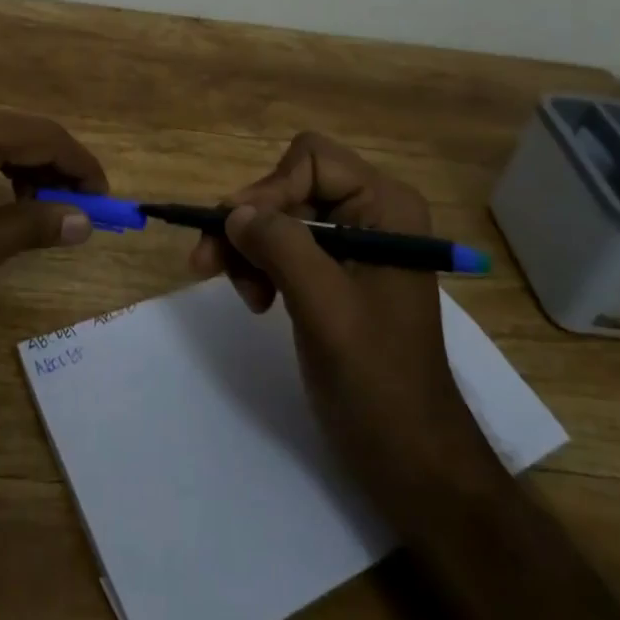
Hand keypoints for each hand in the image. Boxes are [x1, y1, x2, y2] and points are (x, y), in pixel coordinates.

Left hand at [0, 103, 107, 344]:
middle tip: (82, 212)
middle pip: (24, 130)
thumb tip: (85, 220)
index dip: (82, 167)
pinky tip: (6, 203)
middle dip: (59, 168)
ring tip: (48, 213)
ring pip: (1, 138)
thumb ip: (31, 227)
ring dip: (31, 170)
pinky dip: (1, 171)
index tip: (108, 203)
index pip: (45, 136)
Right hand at [190, 133, 482, 504]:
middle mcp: (371, 213)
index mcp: (386, 207)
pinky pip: (285, 246)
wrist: (412, 459)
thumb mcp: (326, 307)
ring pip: (280, 216)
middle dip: (251, 223)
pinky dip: (261, 266)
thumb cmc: (378, 381)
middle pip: (290, 186)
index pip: (311, 160)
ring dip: (250, 248)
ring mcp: (354, 244)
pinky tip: (256, 300)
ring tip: (241, 293)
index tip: (235, 233)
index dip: (269, 189)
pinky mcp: (336, 273)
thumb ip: (281, 246)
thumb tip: (233, 212)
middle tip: (208, 262)